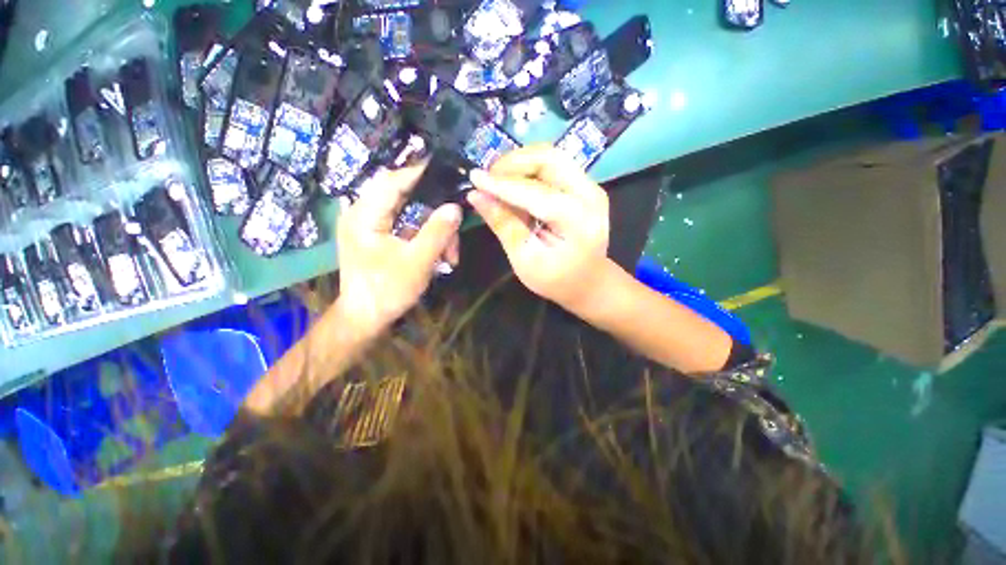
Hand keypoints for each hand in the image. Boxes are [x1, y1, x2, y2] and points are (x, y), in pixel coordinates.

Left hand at [337, 165, 461, 337]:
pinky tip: (438, 253)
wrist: (365, 318)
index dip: (420, 174)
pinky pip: (406, 226)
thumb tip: (455, 207)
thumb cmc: (387, 291)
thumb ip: (437, 233)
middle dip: (434, 212)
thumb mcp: (417, 262)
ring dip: (433, 229)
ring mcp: (369, 225)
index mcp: (364, 215)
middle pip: (403, 196)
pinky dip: (425, 236)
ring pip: (409, 213)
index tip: (448, 175)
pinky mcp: (377, 236)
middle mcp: (362, 213)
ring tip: (450, 254)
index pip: (393, 180)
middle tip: (454, 228)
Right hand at [467, 144, 610, 313]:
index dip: (501, 184)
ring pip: (550, 157)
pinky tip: (513, 184)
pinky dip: (529, 170)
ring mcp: (590, 187)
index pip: (535, 192)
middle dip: (512, 164)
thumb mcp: (525, 260)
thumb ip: (503, 225)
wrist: (589, 282)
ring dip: (520, 163)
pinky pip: (553, 166)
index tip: (474, 178)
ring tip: (497, 181)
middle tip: (488, 179)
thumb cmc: (556, 279)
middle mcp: (589, 195)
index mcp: (577, 220)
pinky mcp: (585, 186)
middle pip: (548, 159)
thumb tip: (476, 196)